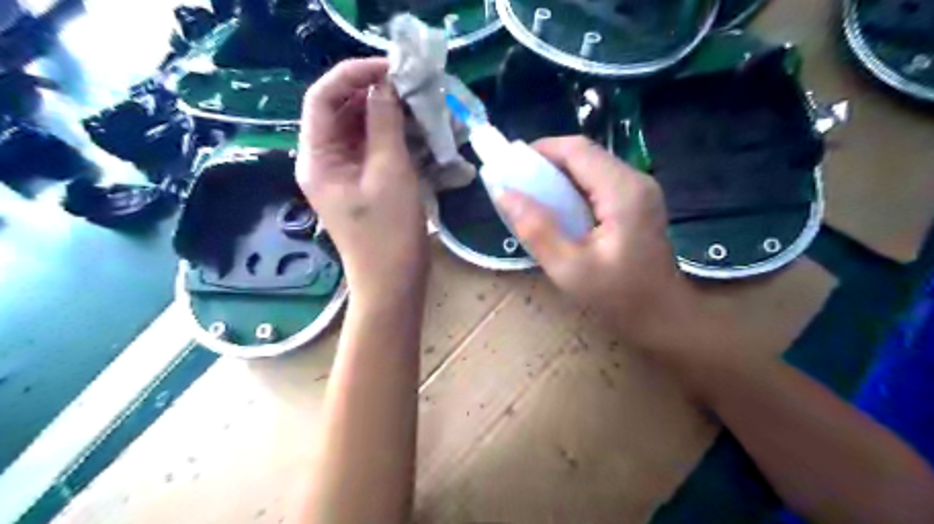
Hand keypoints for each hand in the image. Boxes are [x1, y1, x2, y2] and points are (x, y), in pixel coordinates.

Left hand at [297, 57, 427, 300]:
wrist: (393, 284)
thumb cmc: (390, 234)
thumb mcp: (390, 173)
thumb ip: (384, 125)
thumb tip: (385, 87)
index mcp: (317, 158)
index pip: (323, 97)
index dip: (354, 74)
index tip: (392, 68)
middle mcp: (323, 161)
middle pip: (340, 111)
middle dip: (372, 93)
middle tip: (411, 86)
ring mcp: (343, 174)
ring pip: (358, 128)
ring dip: (385, 113)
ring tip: (417, 104)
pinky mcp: (362, 184)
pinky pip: (371, 148)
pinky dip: (391, 135)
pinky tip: (415, 130)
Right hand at [495, 137, 700, 360]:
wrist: (663, 318)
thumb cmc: (619, 298)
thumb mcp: (569, 268)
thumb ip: (536, 229)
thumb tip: (504, 193)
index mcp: (623, 191)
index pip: (577, 149)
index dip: (540, 150)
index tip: (510, 167)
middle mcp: (635, 180)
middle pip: (585, 154)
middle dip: (546, 163)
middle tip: (517, 185)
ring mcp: (640, 191)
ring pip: (591, 167)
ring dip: (558, 176)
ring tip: (531, 197)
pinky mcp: (637, 203)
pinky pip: (598, 183)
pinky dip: (572, 189)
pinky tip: (558, 210)